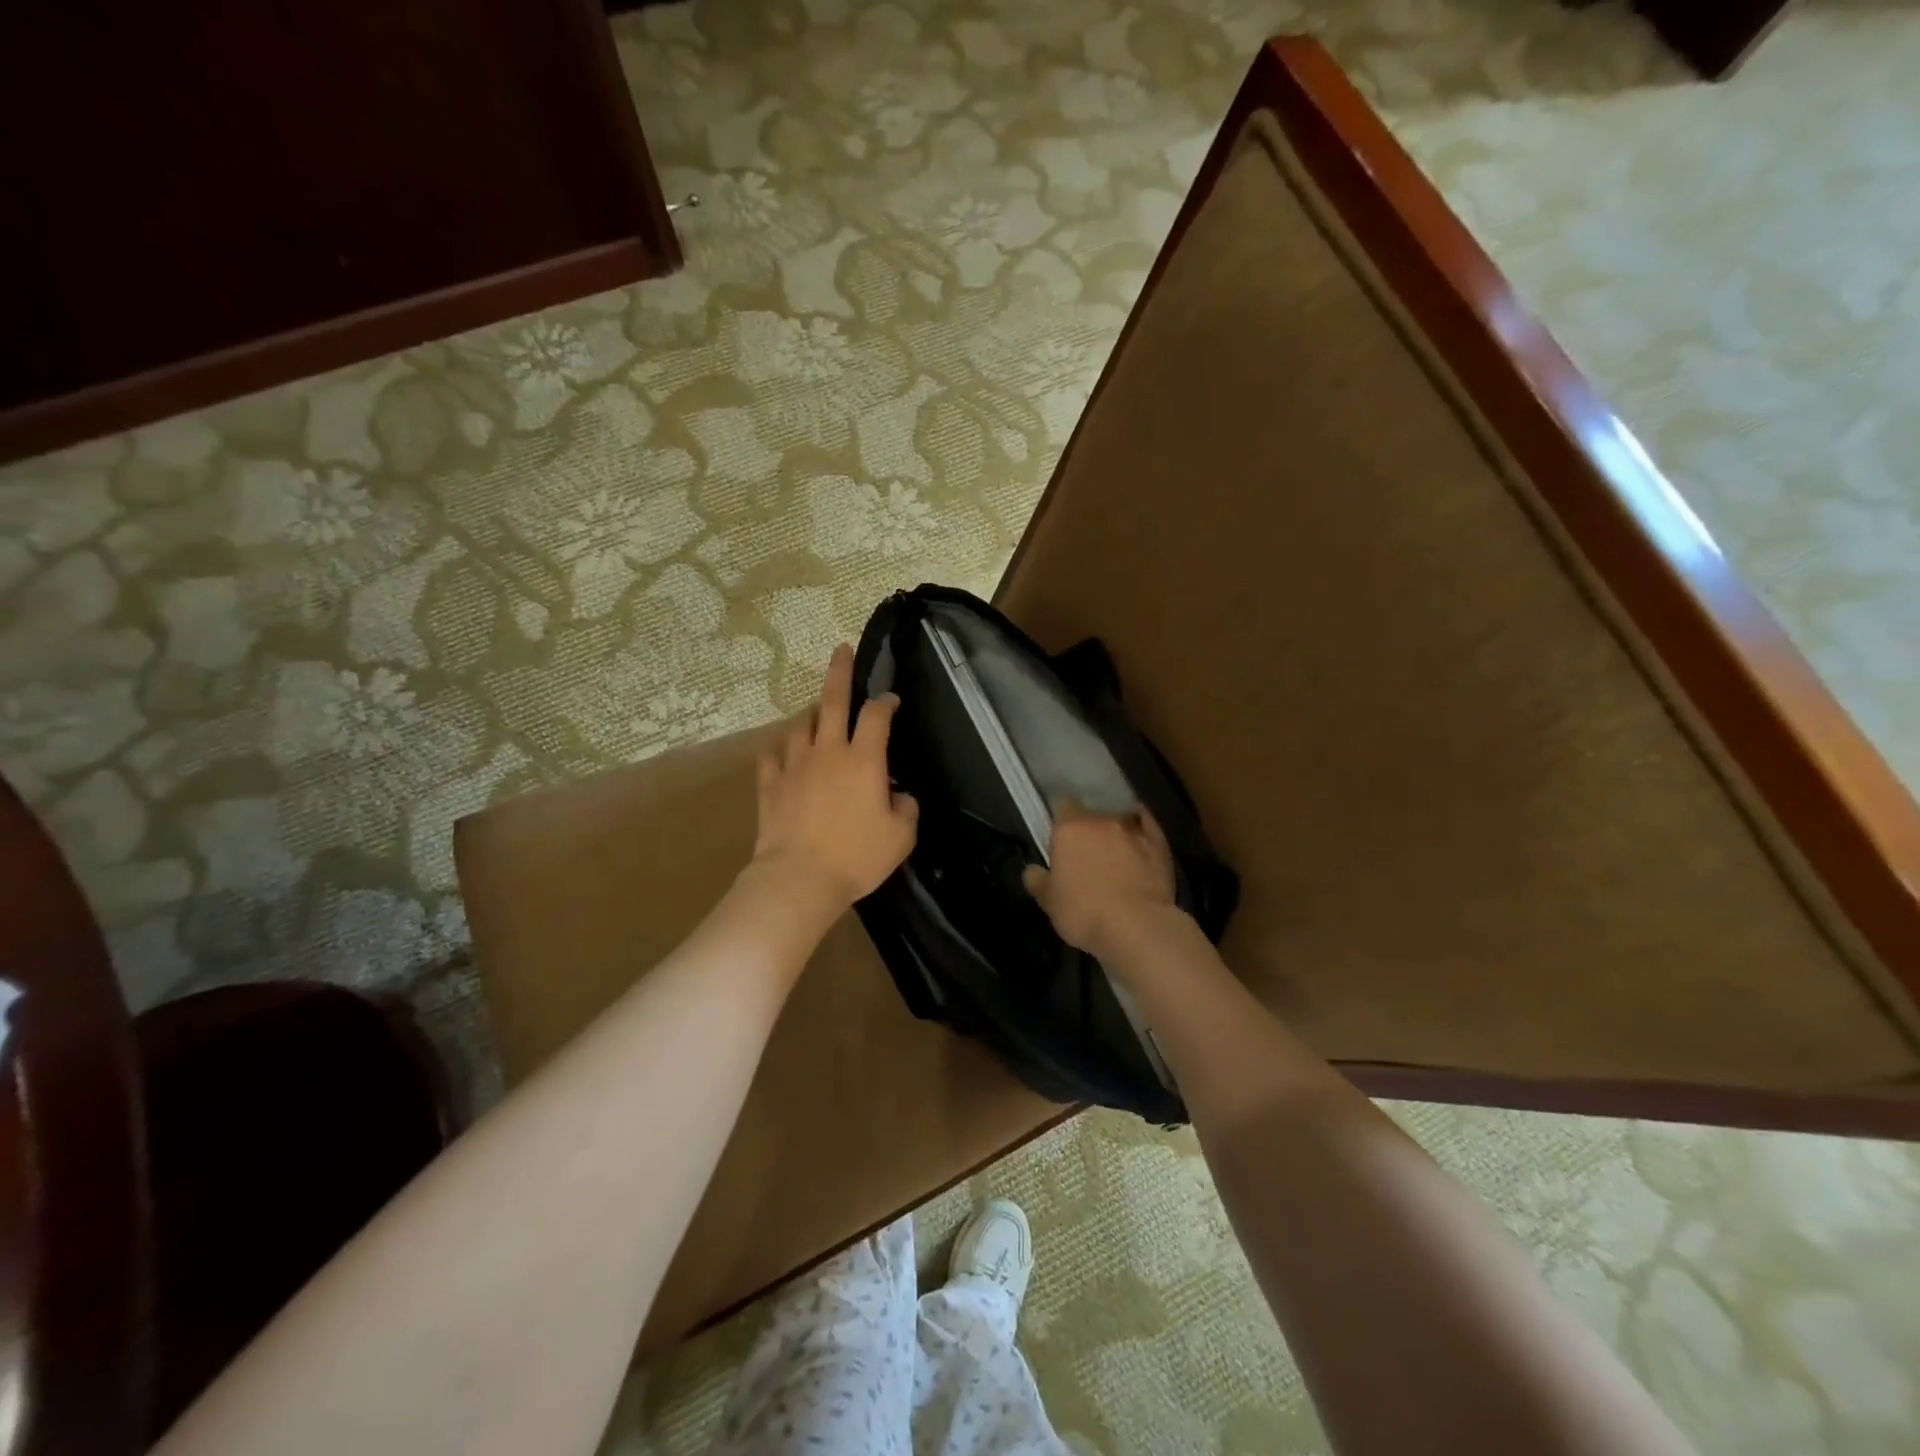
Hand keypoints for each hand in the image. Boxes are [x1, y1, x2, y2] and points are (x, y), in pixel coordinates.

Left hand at [751, 643, 918, 915]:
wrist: (799, 878)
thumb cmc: (857, 856)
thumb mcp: (901, 836)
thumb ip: (906, 808)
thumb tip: (900, 795)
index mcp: (864, 759)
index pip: (877, 716)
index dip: (886, 702)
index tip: (891, 700)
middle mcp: (828, 751)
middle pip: (832, 700)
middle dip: (840, 671)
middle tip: (841, 649)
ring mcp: (794, 765)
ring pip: (800, 725)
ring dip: (811, 714)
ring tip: (816, 713)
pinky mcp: (770, 784)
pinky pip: (772, 755)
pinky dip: (781, 748)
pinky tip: (783, 750)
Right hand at [1023, 800, 1179, 958]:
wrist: (1137, 925)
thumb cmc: (1085, 913)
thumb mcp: (1050, 903)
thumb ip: (1038, 882)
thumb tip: (1031, 871)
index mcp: (1069, 829)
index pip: (1063, 807)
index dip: (1063, 823)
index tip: (1063, 842)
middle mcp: (1100, 820)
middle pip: (1091, 814)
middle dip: (1089, 828)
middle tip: (1087, 853)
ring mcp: (1132, 828)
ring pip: (1119, 818)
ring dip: (1115, 830)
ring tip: (1116, 851)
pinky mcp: (1158, 841)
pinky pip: (1147, 825)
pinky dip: (1142, 829)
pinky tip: (1140, 839)